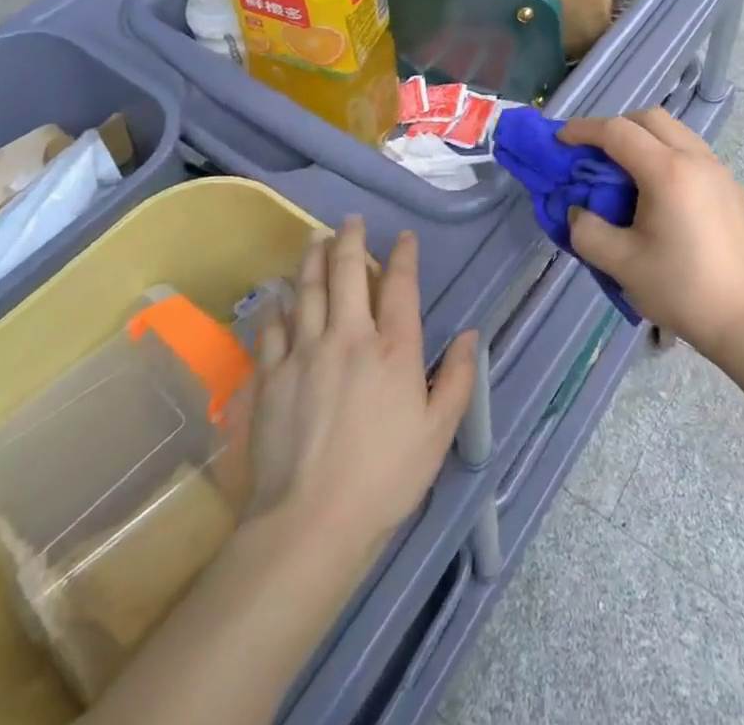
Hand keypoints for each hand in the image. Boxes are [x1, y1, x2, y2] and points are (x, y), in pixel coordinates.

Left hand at [248, 219, 477, 575]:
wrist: (310, 522)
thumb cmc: (385, 477)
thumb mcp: (438, 432)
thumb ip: (459, 378)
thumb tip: (472, 334)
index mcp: (394, 348)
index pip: (400, 285)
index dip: (403, 254)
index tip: (403, 237)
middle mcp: (349, 337)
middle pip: (347, 273)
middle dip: (350, 240)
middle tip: (350, 221)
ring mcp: (305, 353)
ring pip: (307, 290)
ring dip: (312, 259)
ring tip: (315, 239)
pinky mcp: (271, 376)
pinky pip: (272, 328)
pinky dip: (276, 305)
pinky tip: (277, 296)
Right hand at [558, 109, 743, 363]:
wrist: (743, 317)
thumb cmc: (680, 289)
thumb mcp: (620, 264)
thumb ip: (587, 231)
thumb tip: (579, 211)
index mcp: (668, 171)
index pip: (618, 132)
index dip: (584, 130)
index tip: (560, 139)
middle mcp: (696, 159)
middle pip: (650, 119)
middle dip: (616, 126)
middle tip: (593, 153)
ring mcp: (719, 170)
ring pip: (675, 131)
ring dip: (644, 138)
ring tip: (625, 171)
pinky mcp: (731, 187)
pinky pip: (693, 152)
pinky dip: (667, 154)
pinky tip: (660, 193)